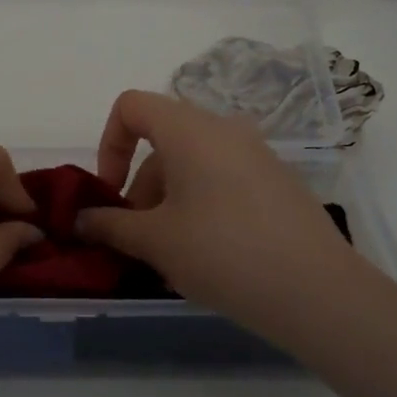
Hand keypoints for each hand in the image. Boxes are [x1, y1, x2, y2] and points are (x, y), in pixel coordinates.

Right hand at [76, 90, 396, 352]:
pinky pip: (224, 179)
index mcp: (190, 129)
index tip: (110, 194)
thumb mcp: (155, 241)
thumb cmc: (221, 252)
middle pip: (163, 140)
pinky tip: (208, 255)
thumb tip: (80, 219)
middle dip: (140, 185)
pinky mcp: (279, 182)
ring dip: (169, 199)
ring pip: (194, 163)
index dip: (109, 145)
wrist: (316, 290)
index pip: (132, 106)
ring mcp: (258, 154)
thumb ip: (110, 224)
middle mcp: (225, 129)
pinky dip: (202, 204)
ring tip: (170, 254)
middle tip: (137, 236)